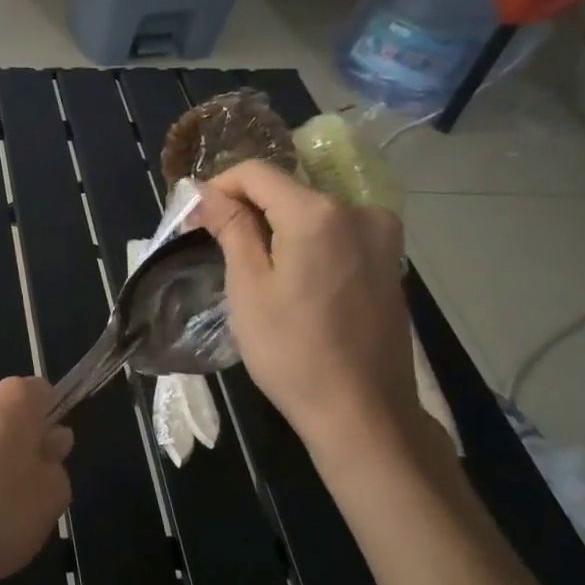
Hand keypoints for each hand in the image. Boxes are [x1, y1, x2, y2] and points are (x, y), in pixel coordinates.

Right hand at [190, 158, 418, 454]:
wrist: (362, 411)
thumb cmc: (292, 350)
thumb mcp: (248, 287)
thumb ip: (231, 228)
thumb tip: (205, 192)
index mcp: (319, 213)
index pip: (257, 173)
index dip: (218, 186)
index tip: (194, 217)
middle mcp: (358, 211)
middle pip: (287, 188)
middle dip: (245, 207)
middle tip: (214, 242)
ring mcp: (382, 235)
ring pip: (311, 210)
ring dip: (275, 224)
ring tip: (249, 263)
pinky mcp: (390, 260)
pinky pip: (336, 231)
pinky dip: (304, 240)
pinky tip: (289, 276)